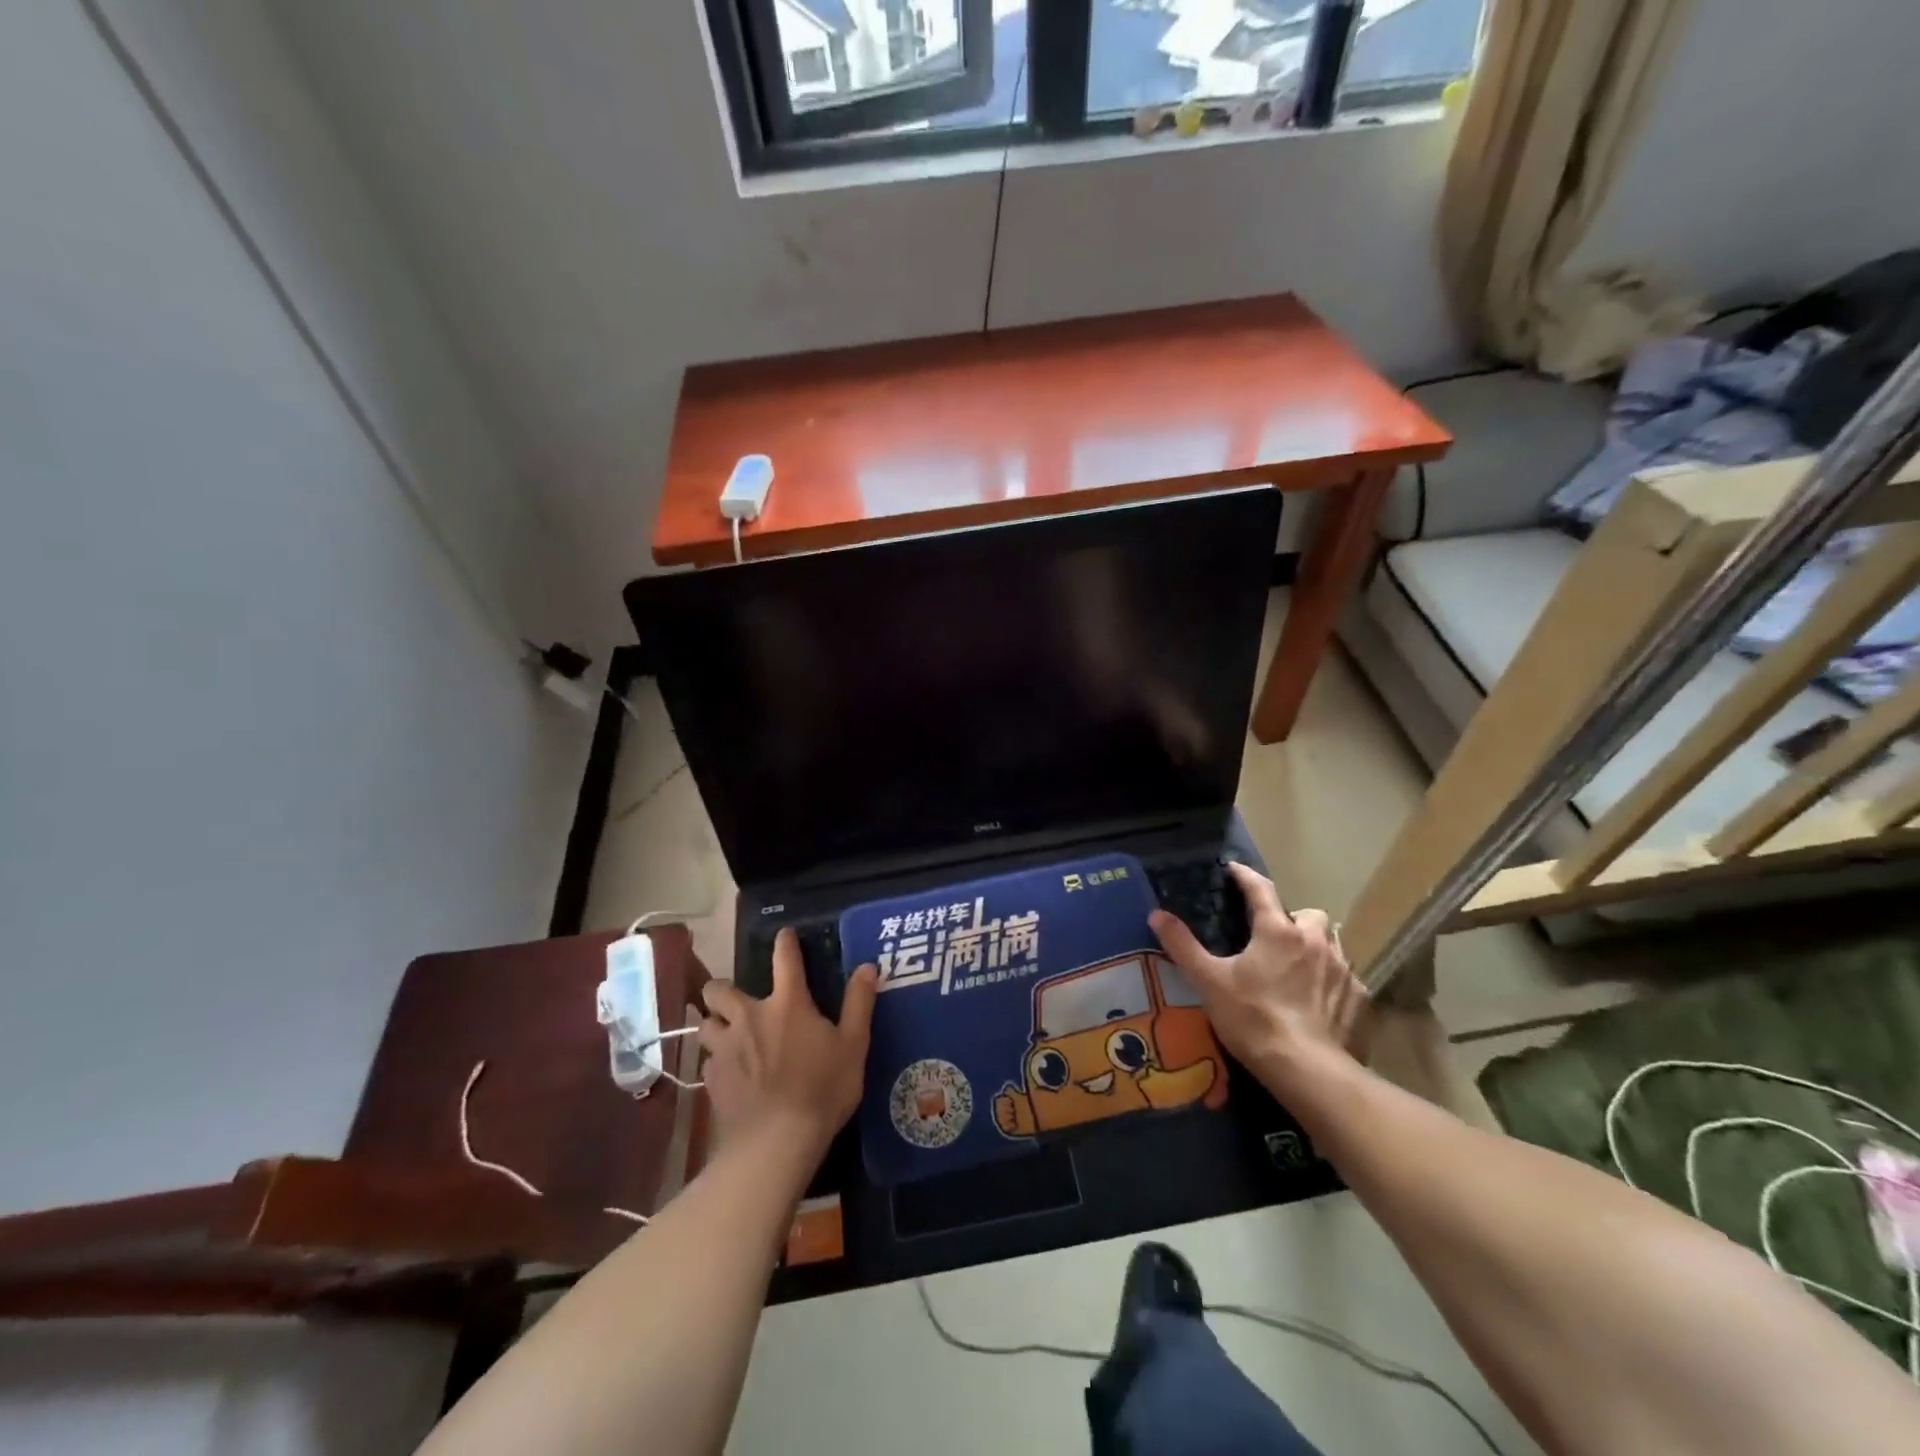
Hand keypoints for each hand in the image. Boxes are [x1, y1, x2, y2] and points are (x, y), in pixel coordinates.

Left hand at [698, 929, 878, 1154]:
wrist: (776, 1142)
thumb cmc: (822, 1089)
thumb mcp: (853, 1045)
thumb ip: (859, 1003)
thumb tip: (867, 967)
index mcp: (787, 1004)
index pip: (785, 959)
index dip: (785, 942)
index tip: (784, 935)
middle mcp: (749, 1016)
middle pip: (719, 989)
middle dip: (722, 989)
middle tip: (735, 999)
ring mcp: (726, 1048)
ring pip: (705, 1024)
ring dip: (714, 1024)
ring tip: (726, 1035)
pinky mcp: (712, 1079)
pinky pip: (708, 1060)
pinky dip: (717, 1061)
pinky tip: (728, 1073)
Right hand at [1149, 863, 1367, 1088]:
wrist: (1308, 1070)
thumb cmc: (1253, 1018)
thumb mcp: (1208, 981)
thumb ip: (1182, 946)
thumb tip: (1157, 914)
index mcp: (1277, 931)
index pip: (1261, 889)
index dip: (1245, 876)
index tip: (1233, 869)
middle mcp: (1314, 941)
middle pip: (1309, 914)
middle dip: (1293, 918)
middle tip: (1275, 936)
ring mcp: (1342, 970)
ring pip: (1332, 944)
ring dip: (1316, 947)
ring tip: (1298, 966)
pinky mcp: (1359, 999)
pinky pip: (1347, 979)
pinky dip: (1332, 982)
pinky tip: (1320, 1001)